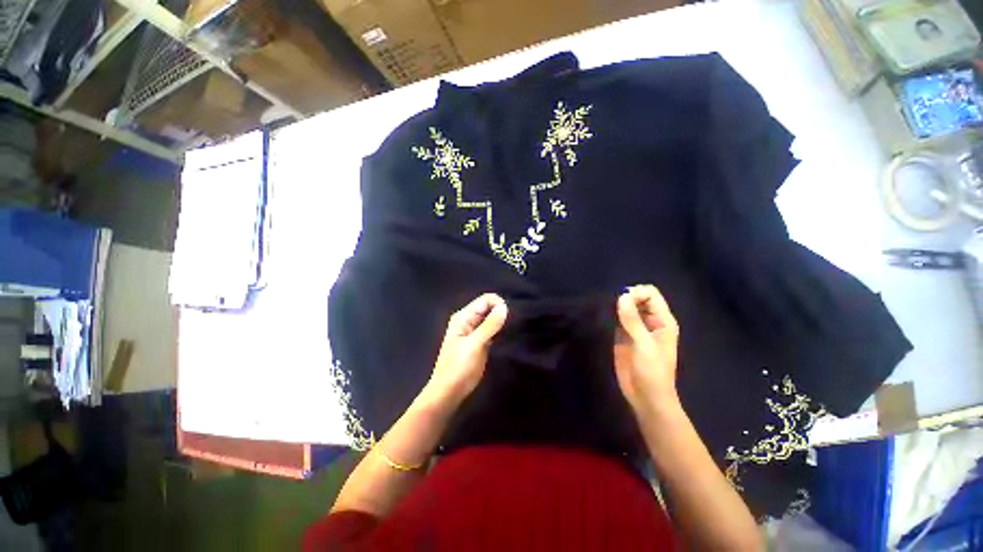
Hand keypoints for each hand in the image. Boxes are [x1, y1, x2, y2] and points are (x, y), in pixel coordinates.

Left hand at [426, 293, 507, 405]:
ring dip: (501, 321)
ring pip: (491, 319)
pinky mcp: (480, 342)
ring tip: (511, 330)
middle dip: (501, 312)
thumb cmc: (459, 367)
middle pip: (488, 307)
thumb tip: (504, 306)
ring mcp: (474, 331)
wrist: (449, 392)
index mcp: (463, 317)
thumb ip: (489, 325)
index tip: (509, 316)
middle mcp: (468, 320)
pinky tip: (506, 336)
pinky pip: (491, 330)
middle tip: (512, 324)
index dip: (498, 304)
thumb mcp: (475, 345)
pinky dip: (499, 330)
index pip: (485, 300)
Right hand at [614, 285, 680, 416]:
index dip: (636, 294)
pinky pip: (620, 317)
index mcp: (663, 321)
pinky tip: (608, 319)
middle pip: (640, 297)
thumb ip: (632, 320)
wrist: (646, 397)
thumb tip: (621, 296)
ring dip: (619, 305)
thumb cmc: (652, 372)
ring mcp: (637, 328)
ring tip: (611, 313)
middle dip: (627, 298)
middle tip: (616, 309)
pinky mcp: (625, 335)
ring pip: (628, 306)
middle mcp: (651, 321)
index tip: (622, 303)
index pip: (651, 294)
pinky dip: (614, 314)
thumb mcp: (644, 345)